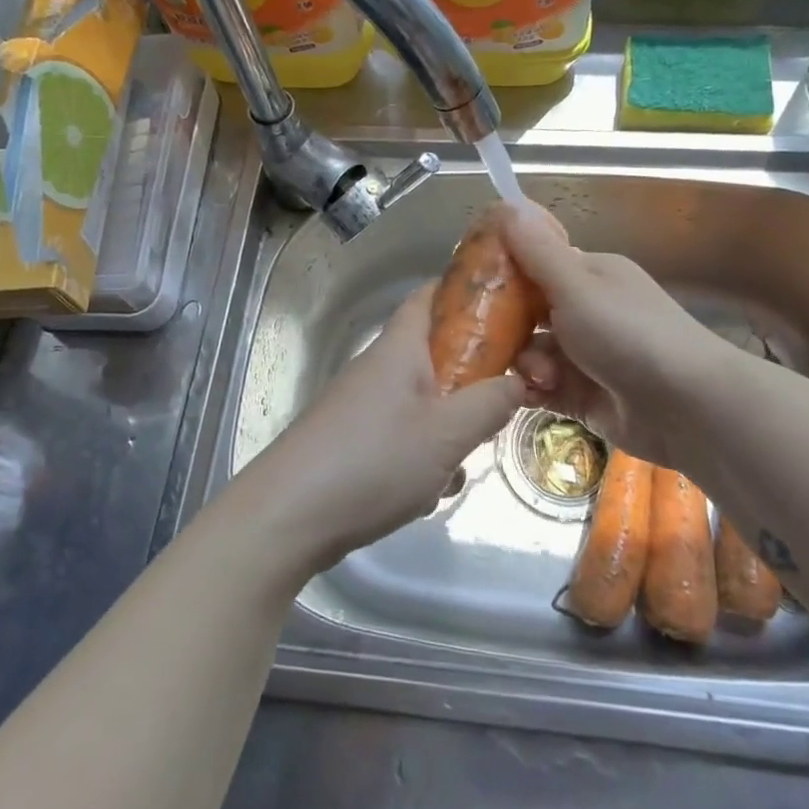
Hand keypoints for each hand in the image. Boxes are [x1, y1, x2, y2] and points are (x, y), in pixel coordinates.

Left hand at [235, 283, 527, 578]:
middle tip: (502, 402)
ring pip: (423, 401)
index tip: (508, 303)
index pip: (430, 295)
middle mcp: (378, 368)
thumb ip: (490, 403)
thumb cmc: (373, 461)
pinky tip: (427, 492)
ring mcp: (362, 406)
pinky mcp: (352, 441)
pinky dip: (423, 455)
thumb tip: (520, 380)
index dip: (465, 291)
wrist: (287, 517)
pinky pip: (403, 434)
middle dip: (471, 377)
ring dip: (449, 427)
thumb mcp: (447, 434)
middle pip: (434, 353)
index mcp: (398, 348)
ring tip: (459, 464)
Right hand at [498, 201, 732, 479]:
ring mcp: (587, 356)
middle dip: (506, 326)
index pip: (536, 264)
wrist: (689, 408)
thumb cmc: (630, 334)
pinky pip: (544, 387)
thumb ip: (537, 251)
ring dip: (526, 363)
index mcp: (590, 275)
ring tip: (537, 377)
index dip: (503, 272)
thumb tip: (506, 202)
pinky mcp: (586, 396)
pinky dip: (534, 390)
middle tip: (482, 338)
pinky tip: (531, 395)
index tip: (468, 285)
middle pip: (529, 312)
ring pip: (533, 352)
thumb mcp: (577, 286)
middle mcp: (588, 311)